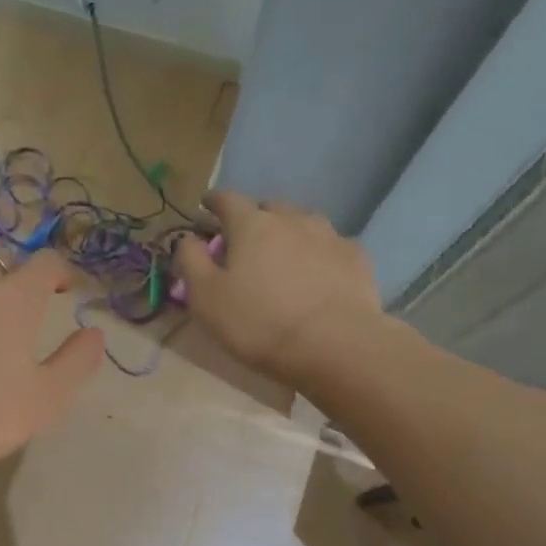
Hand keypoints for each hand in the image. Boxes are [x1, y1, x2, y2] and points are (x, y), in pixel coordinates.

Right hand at [173, 192, 380, 382]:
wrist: (335, 345)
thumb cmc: (259, 323)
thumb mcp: (206, 299)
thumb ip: (191, 262)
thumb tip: (189, 238)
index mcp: (251, 224)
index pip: (226, 199)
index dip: (213, 202)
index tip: (206, 208)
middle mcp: (292, 218)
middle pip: (268, 208)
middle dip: (253, 219)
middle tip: (246, 243)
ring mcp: (329, 235)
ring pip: (303, 223)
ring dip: (289, 234)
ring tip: (285, 258)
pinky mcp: (356, 257)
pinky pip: (331, 247)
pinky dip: (319, 254)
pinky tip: (319, 275)